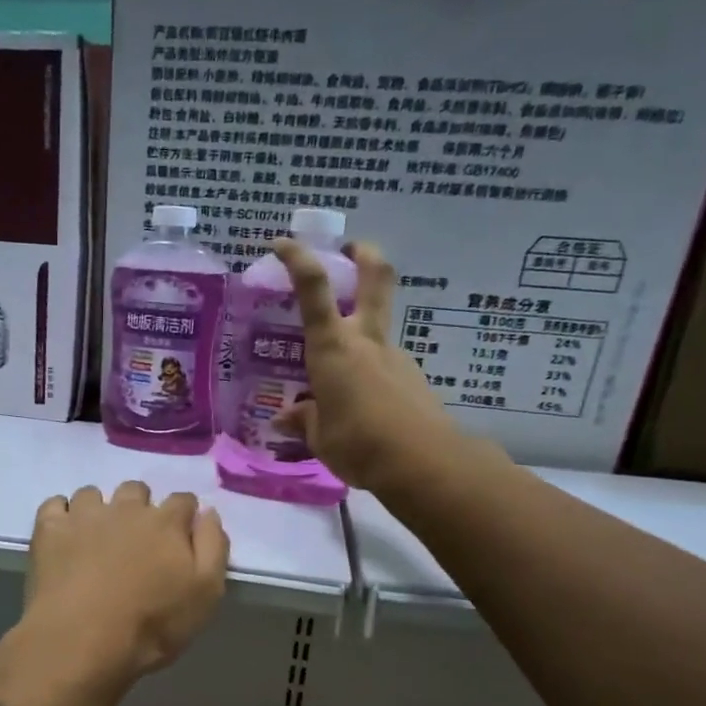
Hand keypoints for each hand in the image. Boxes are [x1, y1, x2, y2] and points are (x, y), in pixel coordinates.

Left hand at [24, 482, 229, 682]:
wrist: (82, 640)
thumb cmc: (152, 624)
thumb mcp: (205, 594)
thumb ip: (213, 547)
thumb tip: (208, 513)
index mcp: (166, 522)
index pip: (183, 500)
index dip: (184, 516)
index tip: (180, 536)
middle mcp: (126, 508)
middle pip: (137, 490)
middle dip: (140, 508)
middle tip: (136, 541)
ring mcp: (84, 515)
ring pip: (93, 494)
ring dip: (99, 510)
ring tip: (95, 539)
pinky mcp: (49, 529)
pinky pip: (55, 504)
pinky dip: (60, 515)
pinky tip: (63, 536)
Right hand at [271, 238, 478, 494]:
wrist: (423, 462)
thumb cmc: (358, 444)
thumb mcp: (319, 437)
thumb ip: (304, 420)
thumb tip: (285, 418)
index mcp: (333, 348)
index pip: (314, 289)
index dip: (298, 258)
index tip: (282, 242)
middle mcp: (366, 341)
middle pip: (375, 279)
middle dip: (365, 255)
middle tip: (353, 248)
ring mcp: (394, 357)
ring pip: (379, 326)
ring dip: (362, 328)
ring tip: (339, 372)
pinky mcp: (412, 378)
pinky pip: (384, 365)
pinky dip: (370, 372)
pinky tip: (362, 403)